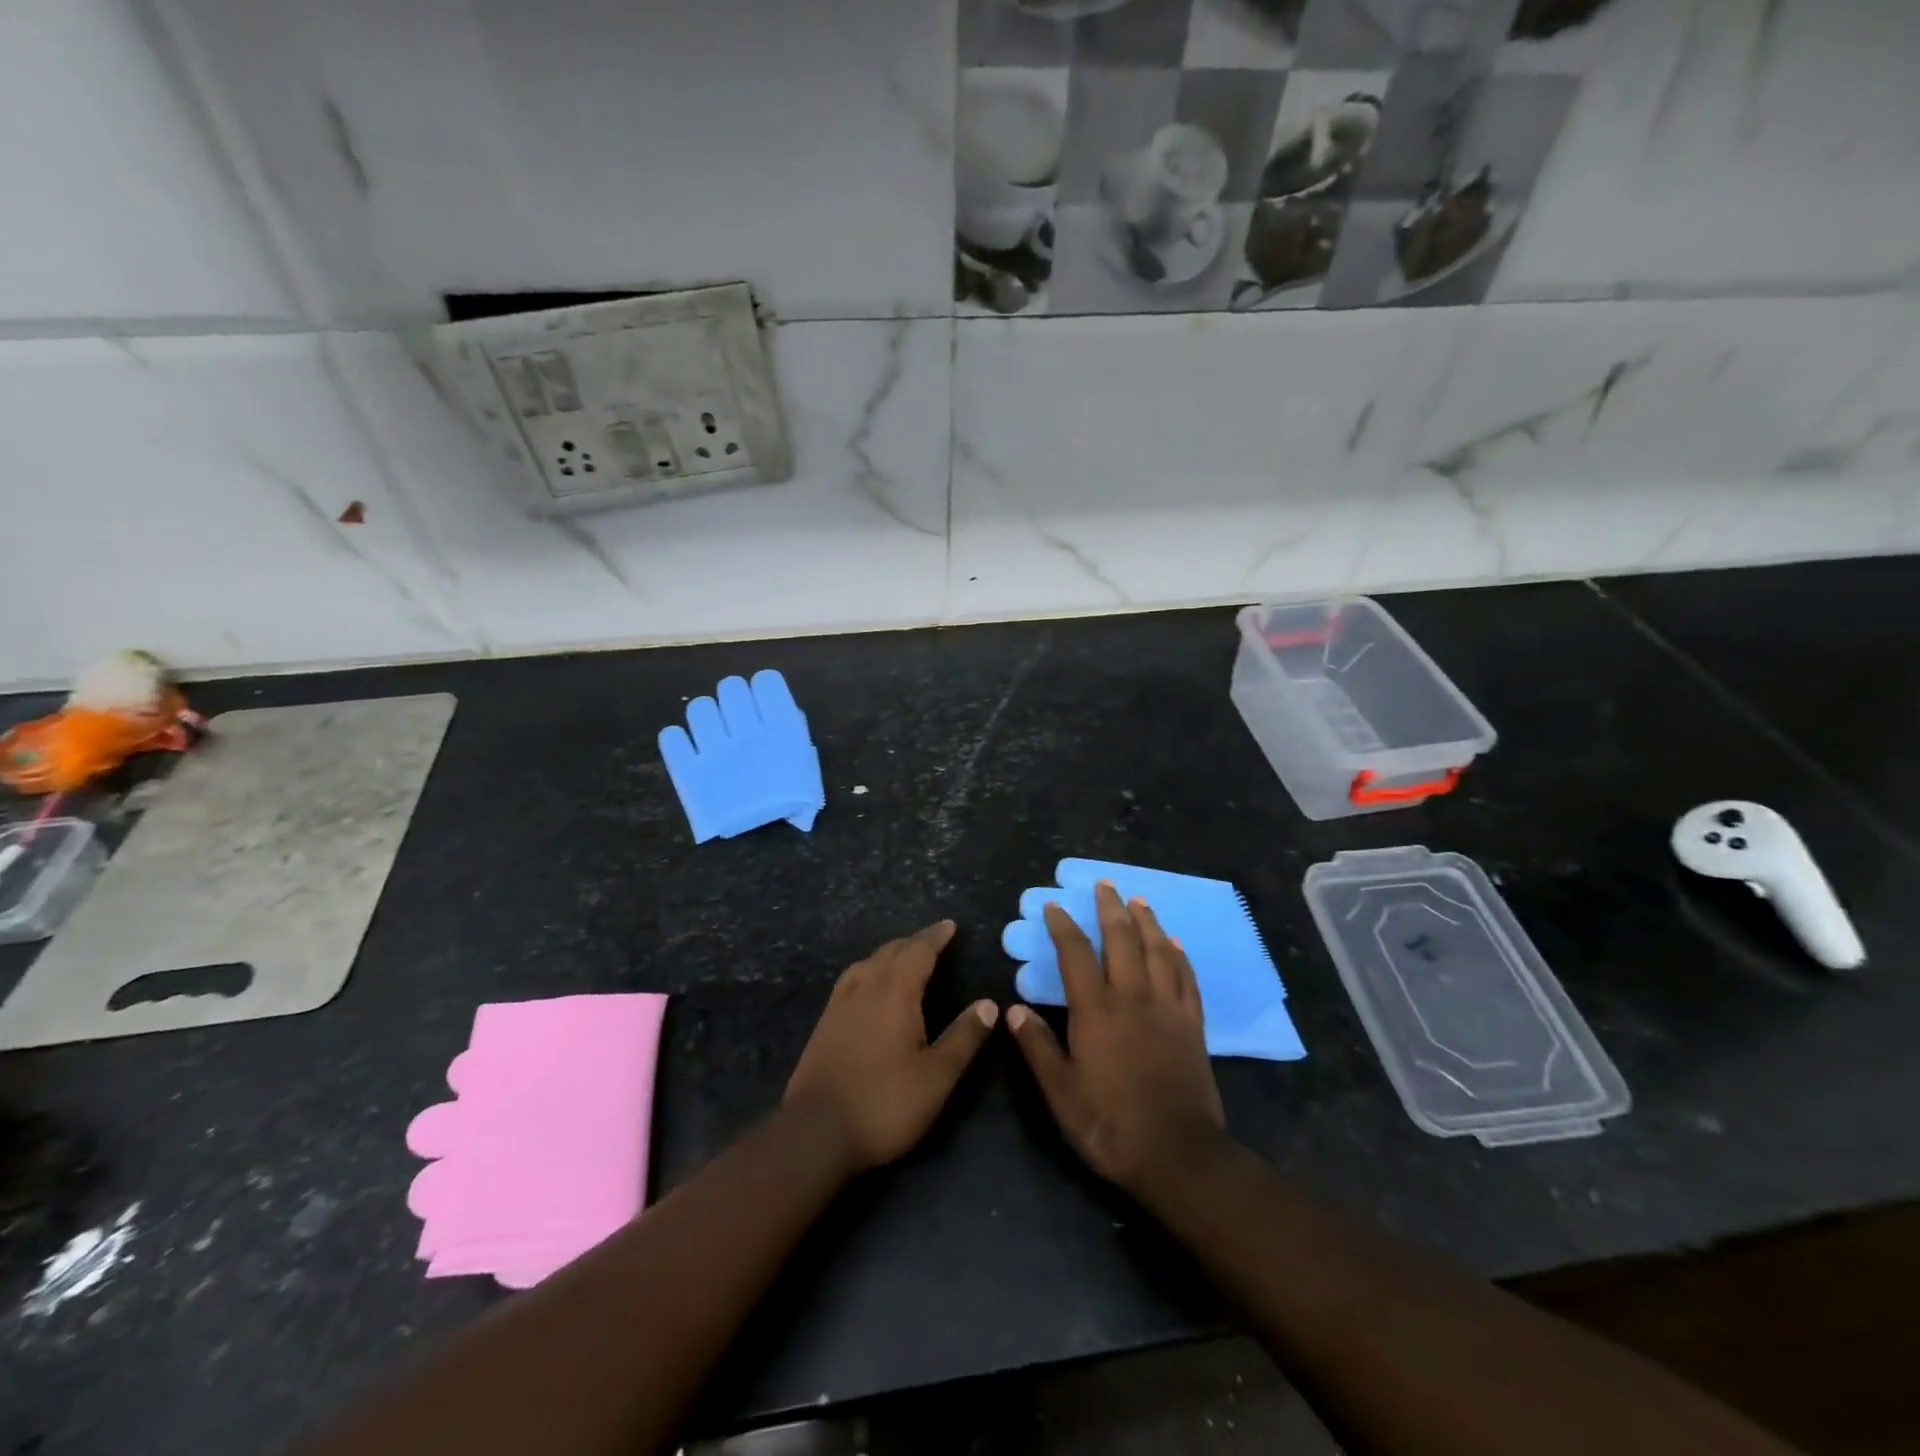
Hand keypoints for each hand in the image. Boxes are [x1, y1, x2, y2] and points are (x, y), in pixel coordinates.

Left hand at [784, 921, 997, 1173]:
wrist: (816, 1133)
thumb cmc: (884, 1103)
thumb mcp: (936, 1076)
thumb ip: (964, 1037)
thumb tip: (989, 1004)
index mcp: (895, 993)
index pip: (918, 952)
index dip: (935, 937)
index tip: (949, 925)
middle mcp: (865, 989)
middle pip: (890, 952)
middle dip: (913, 942)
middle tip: (932, 939)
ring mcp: (839, 1005)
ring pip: (866, 963)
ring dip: (888, 954)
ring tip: (902, 956)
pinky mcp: (824, 1024)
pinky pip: (849, 980)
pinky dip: (867, 970)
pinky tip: (866, 986)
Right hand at [1007, 883, 1227, 1194]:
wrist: (1178, 1154)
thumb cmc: (1110, 1123)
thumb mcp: (1061, 1092)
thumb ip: (1037, 1046)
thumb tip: (1014, 1009)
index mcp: (1096, 1010)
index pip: (1075, 954)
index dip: (1063, 927)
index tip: (1054, 906)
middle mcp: (1132, 997)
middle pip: (1122, 939)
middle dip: (1110, 908)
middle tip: (1105, 884)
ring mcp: (1167, 1008)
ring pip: (1158, 951)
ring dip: (1147, 921)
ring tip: (1139, 901)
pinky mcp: (1193, 1025)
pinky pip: (1187, 978)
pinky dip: (1179, 956)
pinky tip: (1175, 944)